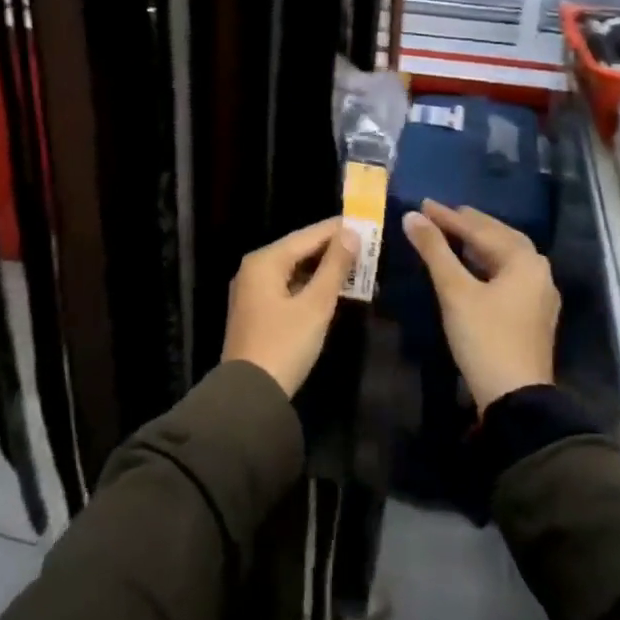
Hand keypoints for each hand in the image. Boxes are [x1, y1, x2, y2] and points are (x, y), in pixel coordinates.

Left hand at [222, 218, 358, 396]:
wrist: (250, 395)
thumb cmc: (284, 344)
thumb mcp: (315, 305)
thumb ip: (334, 267)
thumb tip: (351, 233)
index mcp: (265, 261)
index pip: (308, 235)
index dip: (338, 229)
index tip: (367, 223)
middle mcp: (254, 269)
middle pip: (300, 250)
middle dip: (333, 250)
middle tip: (368, 248)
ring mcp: (253, 291)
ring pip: (295, 270)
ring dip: (325, 270)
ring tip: (359, 268)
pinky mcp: (258, 311)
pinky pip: (289, 287)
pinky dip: (312, 286)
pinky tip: (334, 290)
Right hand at [403, 200, 559, 409]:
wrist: (516, 398)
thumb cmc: (485, 338)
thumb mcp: (455, 291)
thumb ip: (434, 250)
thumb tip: (411, 217)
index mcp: (524, 260)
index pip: (480, 229)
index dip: (448, 217)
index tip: (423, 204)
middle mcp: (538, 271)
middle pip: (500, 237)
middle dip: (469, 224)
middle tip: (440, 213)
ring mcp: (539, 295)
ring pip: (506, 256)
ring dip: (479, 243)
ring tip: (453, 233)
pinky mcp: (533, 314)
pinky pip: (508, 274)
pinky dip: (487, 263)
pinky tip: (472, 266)